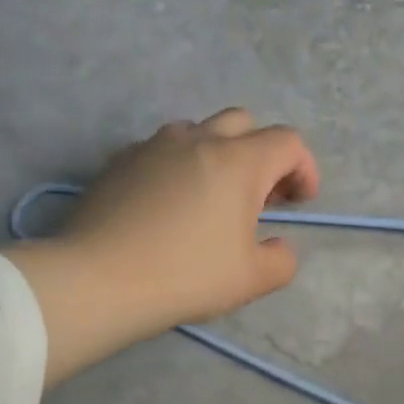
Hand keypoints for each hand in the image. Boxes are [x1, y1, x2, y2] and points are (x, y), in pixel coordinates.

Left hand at [6, 109, 319, 386]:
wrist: (100, 279)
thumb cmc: (186, 276)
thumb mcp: (252, 280)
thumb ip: (281, 260)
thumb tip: (278, 246)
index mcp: (238, 161)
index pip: (287, 142)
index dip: (304, 168)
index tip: (300, 202)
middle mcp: (198, 139)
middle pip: (243, 123)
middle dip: (261, 153)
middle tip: (258, 197)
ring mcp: (154, 145)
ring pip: (198, 131)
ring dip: (217, 154)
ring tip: (211, 197)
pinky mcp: (119, 160)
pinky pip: (161, 150)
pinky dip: (178, 166)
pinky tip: (168, 205)